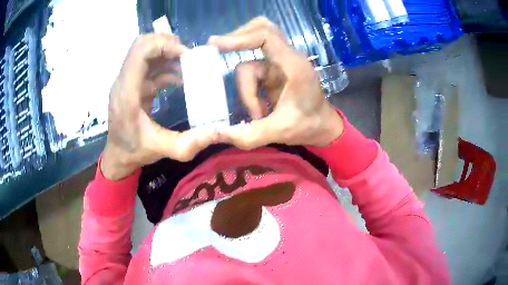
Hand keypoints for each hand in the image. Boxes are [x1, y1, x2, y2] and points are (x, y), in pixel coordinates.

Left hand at [102, 34, 217, 179]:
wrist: (118, 155)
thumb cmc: (135, 151)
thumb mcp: (163, 149)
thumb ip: (189, 143)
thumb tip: (219, 131)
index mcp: (127, 92)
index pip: (141, 51)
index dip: (165, 45)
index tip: (187, 56)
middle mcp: (124, 81)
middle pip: (142, 44)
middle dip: (166, 44)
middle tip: (188, 56)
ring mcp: (127, 81)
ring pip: (145, 51)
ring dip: (167, 53)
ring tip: (187, 66)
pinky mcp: (132, 84)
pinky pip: (148, 64)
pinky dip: (165, 65)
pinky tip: (179, 79)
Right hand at [208, 17, 343, 149]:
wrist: (322, 127)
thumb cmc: (308, 126)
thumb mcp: (280, 132)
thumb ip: (250, 134)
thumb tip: (217, 134)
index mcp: (294, 65)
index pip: (266, 37)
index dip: (239, 38)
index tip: (216, 44)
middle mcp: (287, 58)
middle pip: (261, 30)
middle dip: (238, 39)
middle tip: (217, 49)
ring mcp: (279, 64)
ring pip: (250, 62)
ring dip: (246, 89)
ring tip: (258, 114)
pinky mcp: (274, 72)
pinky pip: (252, 72)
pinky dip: (248, 91)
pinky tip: (257, 109)